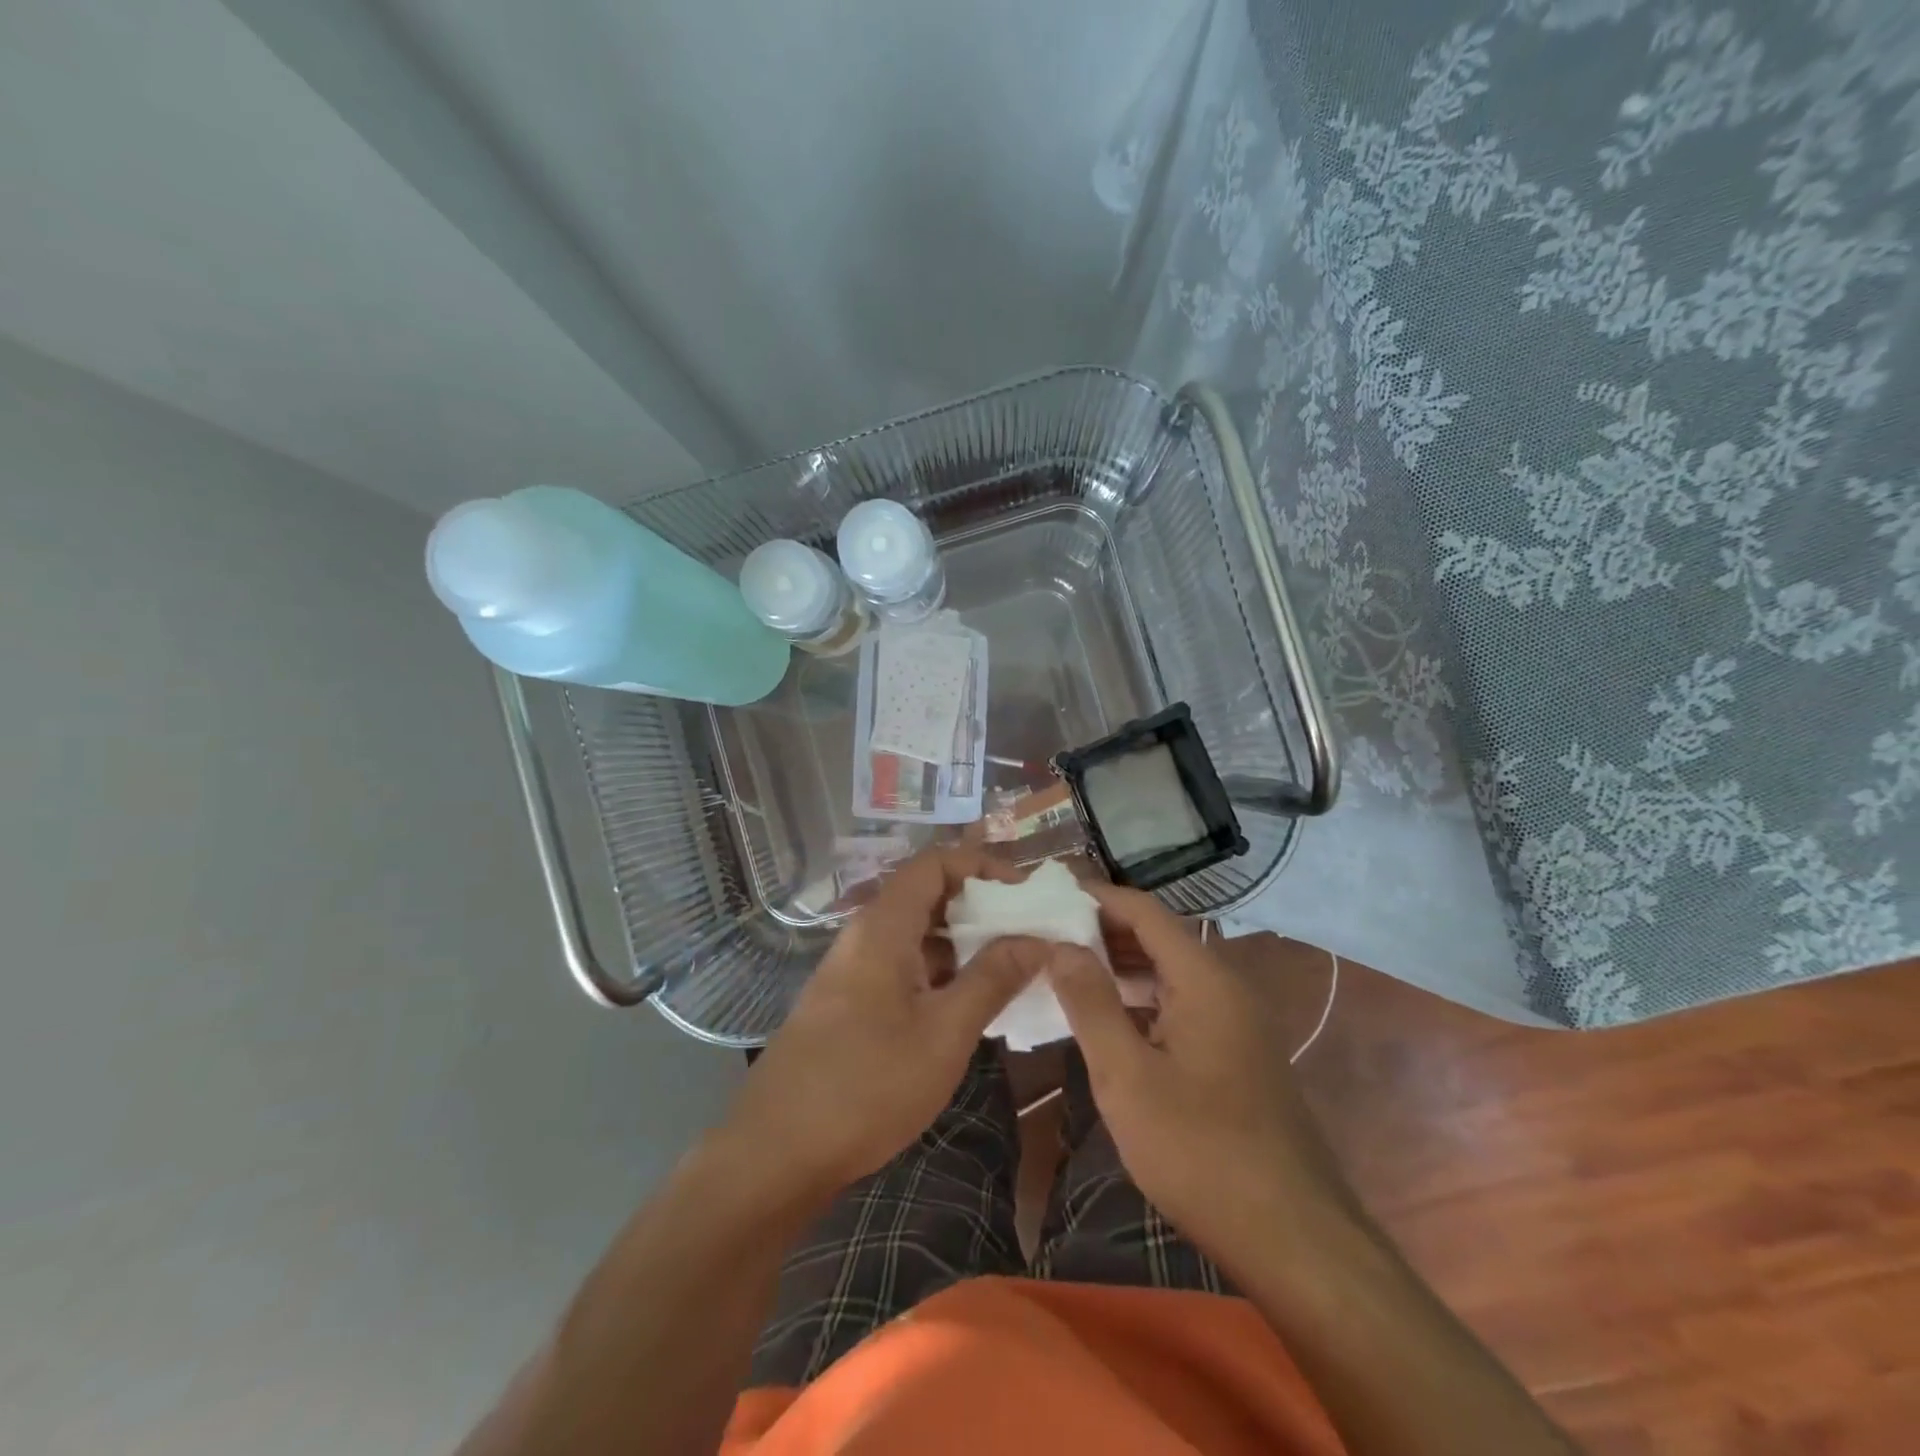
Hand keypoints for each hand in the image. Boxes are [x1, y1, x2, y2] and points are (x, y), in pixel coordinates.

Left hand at [722, 847, 1045, 1196]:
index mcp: (884, 926)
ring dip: (962, 942)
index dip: (982, 866)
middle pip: (926, 894)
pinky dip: (939, 971)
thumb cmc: (866, 1085)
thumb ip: (993, 979)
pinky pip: (902, 965)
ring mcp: (852, 970)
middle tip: (1027, 933)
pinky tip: (967, 1004)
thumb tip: (1037, 938)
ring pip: (915, 934)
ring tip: (1009, 969)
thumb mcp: (944, 1033)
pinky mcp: (848, 1002)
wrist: (775, 1153)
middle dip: (979, 905)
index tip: (1025, 894)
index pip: (935, 863)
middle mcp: (864, 935)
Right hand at [1046, 884, 1352, 1272]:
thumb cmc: (1200, 1151)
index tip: (1048, 895)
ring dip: (1121, 965)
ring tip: (1066, 968)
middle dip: (1103, 929)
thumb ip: (1090, 1003)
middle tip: (1047, 932)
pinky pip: (1181, 1004)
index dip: (1096, 897)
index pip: (1144, 911)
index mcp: (1204, 979)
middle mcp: (1226, 987)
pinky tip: (1108, 1018)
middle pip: (1159, 936)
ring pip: (1170, 972)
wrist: (1293, 1238)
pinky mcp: (1236, 1054)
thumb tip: (1060, 945)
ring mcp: (1236, 1022)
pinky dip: (1142, 998)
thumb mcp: (1127, 1077)